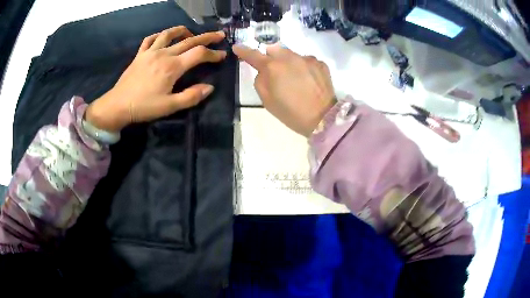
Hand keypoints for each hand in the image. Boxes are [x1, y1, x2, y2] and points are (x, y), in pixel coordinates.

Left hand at [85, 26, 226, 131]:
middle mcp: (164, 54)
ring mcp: (150, 52)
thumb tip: (209, 87)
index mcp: (173, 67)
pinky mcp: (140, 55)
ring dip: (183, 30)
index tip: (223, 55)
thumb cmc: (144, 107)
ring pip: (169, 34)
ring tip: (191, 32)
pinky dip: (159, 35)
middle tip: (219, 35)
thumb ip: (191, 96)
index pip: (199, 54)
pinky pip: (150, 39)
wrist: (117, 105)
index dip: (213, 53)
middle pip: (189, 40)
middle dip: (207, 37)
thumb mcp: (170, 107)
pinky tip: (164, 36)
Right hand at [233, 44, 335, 136]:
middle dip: (271, 57)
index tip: (237, 47)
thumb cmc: (291, 113)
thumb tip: (263, 71)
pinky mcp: (320, 63)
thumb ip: (260, 80)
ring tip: (296, 80)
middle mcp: (289, 57)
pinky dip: (304, 68)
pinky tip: (308, 81)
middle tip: (276, 73)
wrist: (323, 118)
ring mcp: (307, 58)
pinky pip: (306, 61)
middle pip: (274, 49)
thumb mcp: (267, 101)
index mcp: (273, 67)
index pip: (254, 55)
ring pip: (292, 54)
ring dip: (289, 63)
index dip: (243, 51)